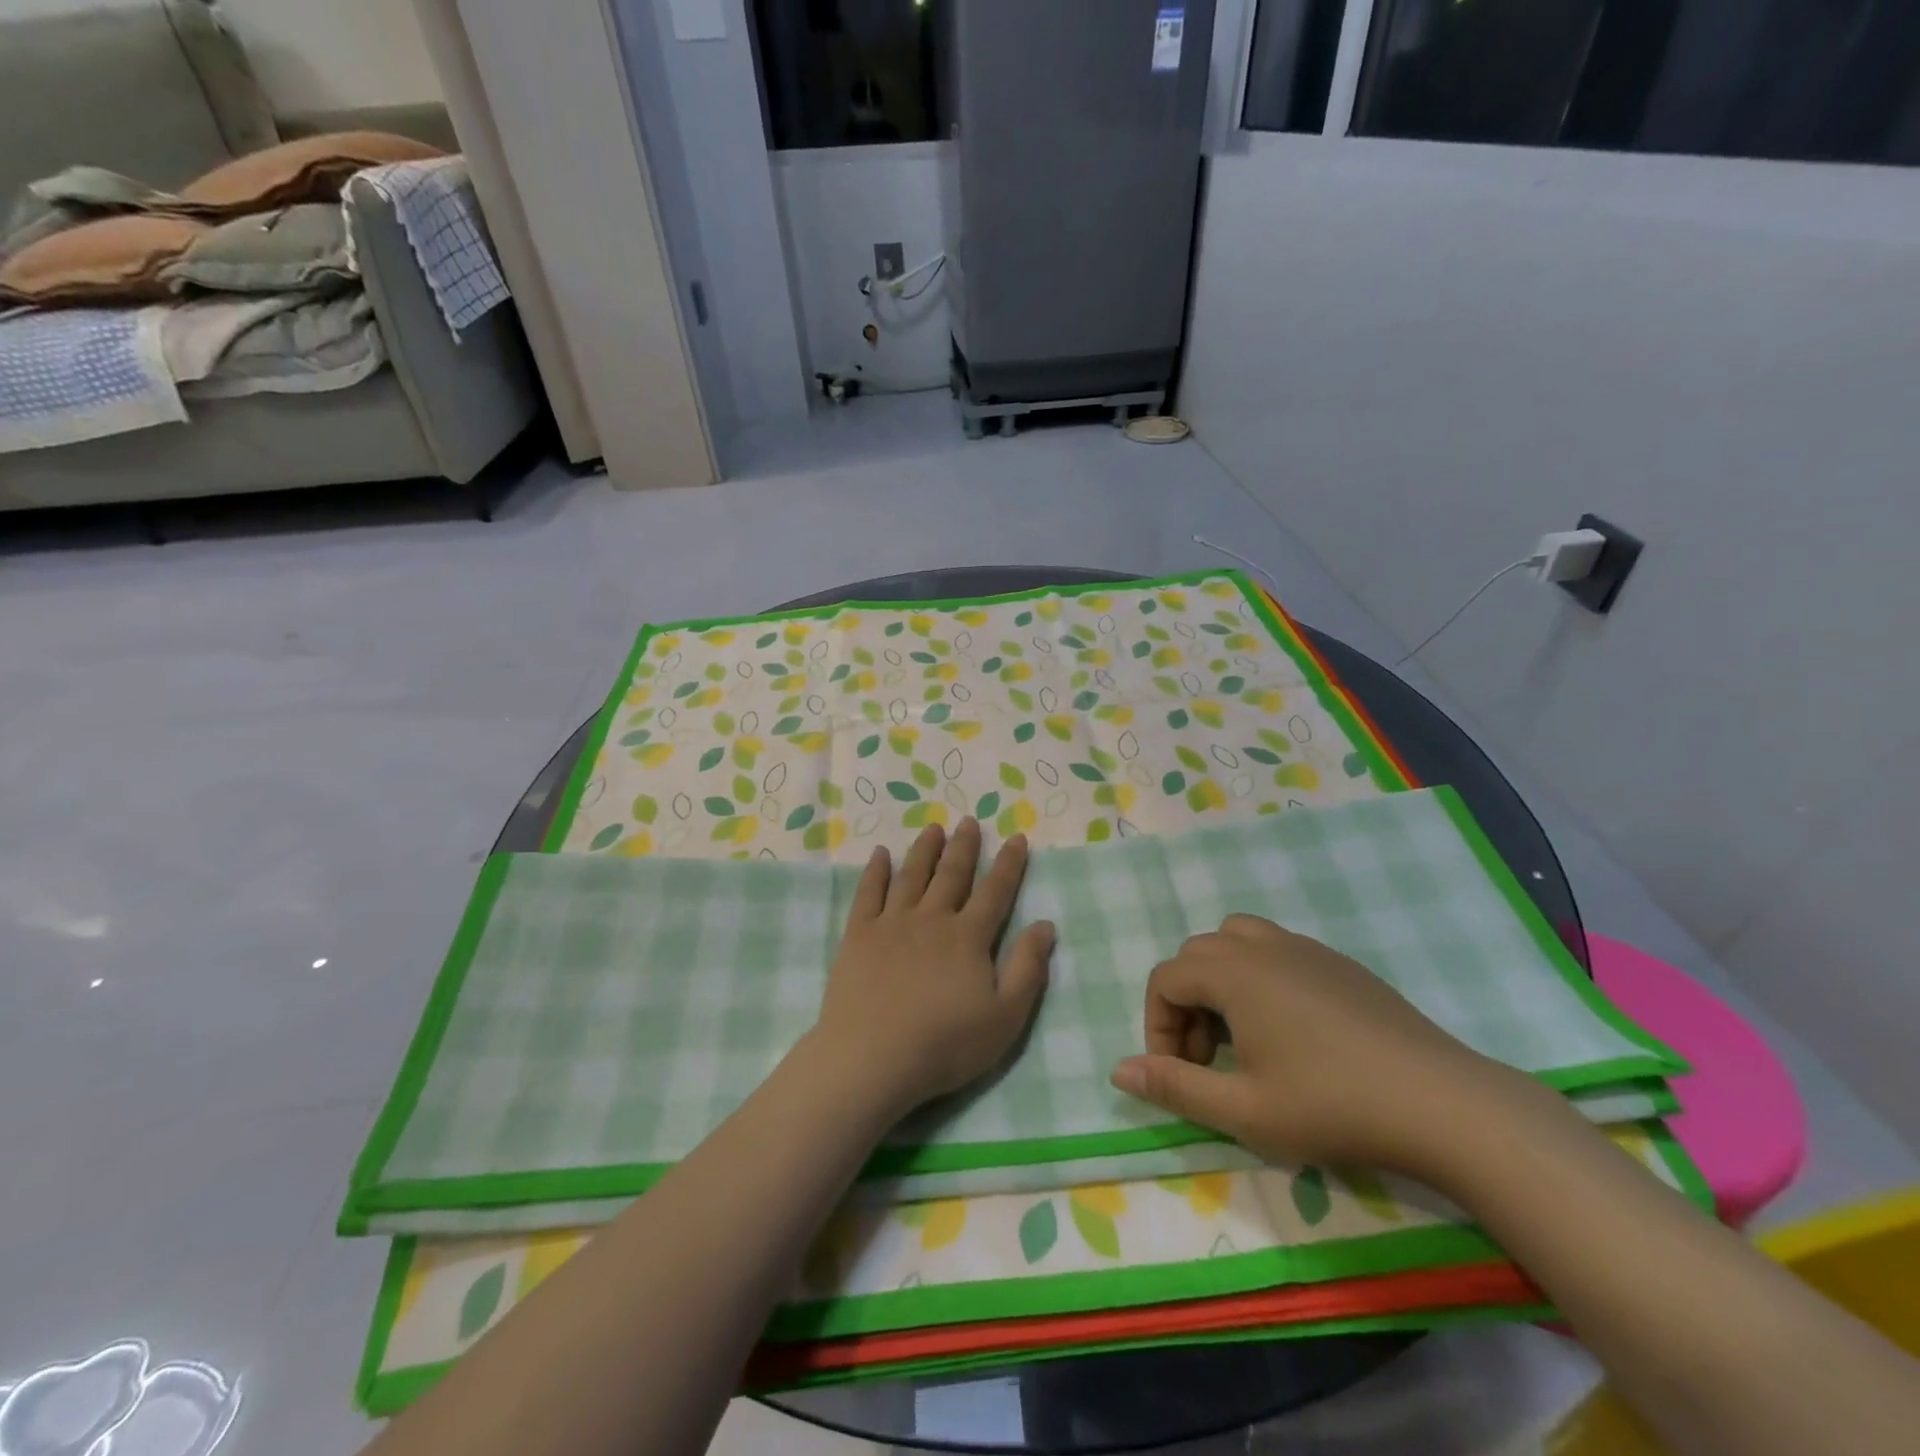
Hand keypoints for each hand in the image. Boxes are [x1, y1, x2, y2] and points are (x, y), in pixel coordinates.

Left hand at [811, 818, 1054, 1116]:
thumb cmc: (945, 1044)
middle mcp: (932, 919)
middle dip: (964, 846)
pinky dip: (875, 871)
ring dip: (924, 850)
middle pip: (952, 874)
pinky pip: (868, 893)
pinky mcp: (858, 935)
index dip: (1009, 864)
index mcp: (969, 937)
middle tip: (969, 821)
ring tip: (933, 828)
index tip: (1016, 838)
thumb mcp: (1005, 1017)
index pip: (995, 892)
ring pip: (912, 876)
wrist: (873, 1058)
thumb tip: (1045, 924)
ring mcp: (892, 923)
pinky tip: (880, 854)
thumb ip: (1028, 969)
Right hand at [1109, 914, 1524, 1178]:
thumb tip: (1117, 1070)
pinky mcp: (1339, 963)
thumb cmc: (1332, 1106)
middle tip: (1207, 1059)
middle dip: (1186, 1003)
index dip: (1157, 1025)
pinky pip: (1277, 951)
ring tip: (1241, 1035)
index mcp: (1233, 972)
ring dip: (1221, 981)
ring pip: (1237, 941)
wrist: (1443, 1103)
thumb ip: (1174, 1087)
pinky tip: (1290, 1032)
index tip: (1177, 1073)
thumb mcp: (1243, 1110)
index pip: (1165, 978)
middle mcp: (1262, 945)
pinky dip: (1259, 978)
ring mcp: (1305, 948)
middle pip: (1197, 955)